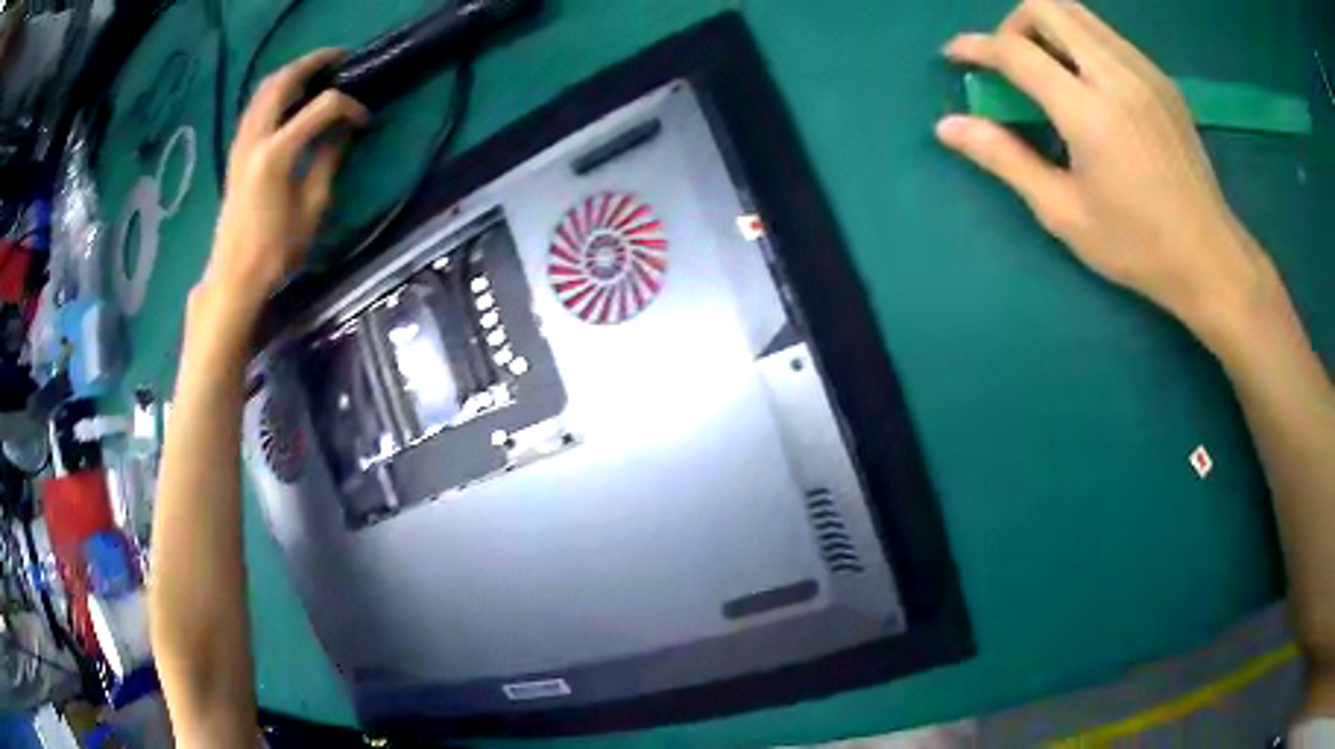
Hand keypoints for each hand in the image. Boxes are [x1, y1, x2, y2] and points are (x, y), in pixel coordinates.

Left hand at [203, 48, 368, 318]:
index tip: (364, 121)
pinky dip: (274, 94)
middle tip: (339, 60)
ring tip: (315, 74)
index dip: (348, 107)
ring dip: (290, 75)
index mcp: (277, 154)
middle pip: (283, 82)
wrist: (234, 278)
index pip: (321, 107)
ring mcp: (241, 145)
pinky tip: (289, 101)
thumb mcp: (311, 208)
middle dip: (313, 64)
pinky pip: (255, 108)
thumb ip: (328, 161)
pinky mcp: (236, 154)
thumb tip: (344, 131)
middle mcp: (255, 139)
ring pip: (263, 90)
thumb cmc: (276, 252)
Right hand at [936, 0, 1278, 345]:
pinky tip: (1087, 84)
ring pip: (1078, 12)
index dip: (976, 46)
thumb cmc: (1137, 246)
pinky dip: (1081, 42)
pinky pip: (1107, 35)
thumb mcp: (1064, 212)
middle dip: (1013, 24)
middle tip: (1010, 63)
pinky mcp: (1160, 79)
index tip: (955, 55)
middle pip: (1046, 6)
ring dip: (1047, 28)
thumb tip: (948, 126)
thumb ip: (1006, 159)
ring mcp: (1143, 71)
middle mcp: (1115, 74)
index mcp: (1088, 112)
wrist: (1210, 257)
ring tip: (1046, 70)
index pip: (1016, 51)